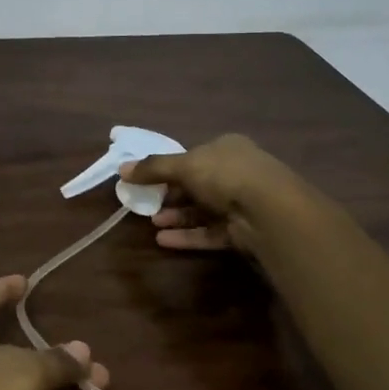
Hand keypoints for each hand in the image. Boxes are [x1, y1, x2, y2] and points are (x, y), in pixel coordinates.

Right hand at [120, 133, 304, 253]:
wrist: (267, 210)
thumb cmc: (224, 174)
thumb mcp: (183, 166)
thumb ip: (152, 168)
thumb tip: (121, 169)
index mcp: (227, 148)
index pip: (195, 157)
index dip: (171, 168)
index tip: (149, 179)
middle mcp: (237, 173)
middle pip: (198, 185)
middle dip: (172, 196)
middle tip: (148, 204)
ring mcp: (243, 203)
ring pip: (204, 211)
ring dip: (178, 217)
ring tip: (153, 223)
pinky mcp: (243, 231)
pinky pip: (211, 232)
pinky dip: (188, 236)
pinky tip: (164, 240)